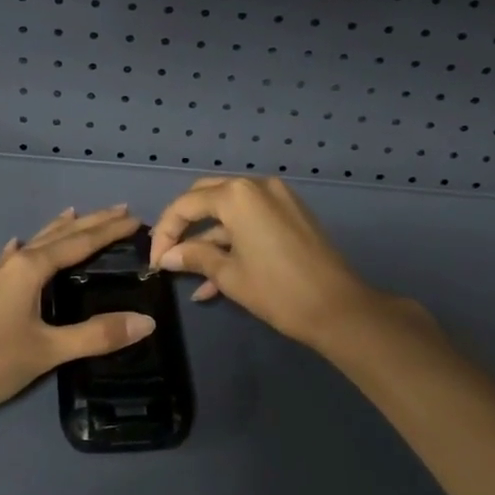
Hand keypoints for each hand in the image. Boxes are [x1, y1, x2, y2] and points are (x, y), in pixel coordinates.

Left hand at [0, 206, 156, 418]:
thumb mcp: (49, 350)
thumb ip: (97, 335)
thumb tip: (146, 321)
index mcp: (30, 269)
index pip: (79, 243)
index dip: (108, 230)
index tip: (134, 217)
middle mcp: (10, 265)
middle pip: (57, 237)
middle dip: (88, 223)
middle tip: (117, 210)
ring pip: (31, 246)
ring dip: (56, 231)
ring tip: (73, 215)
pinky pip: (7, 262)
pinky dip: (21, 252)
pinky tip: (14, 250)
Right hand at [148, 176, 382, 347]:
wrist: (339, 309)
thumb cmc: (278, 290)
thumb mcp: (229, 275)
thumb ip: (194, 257)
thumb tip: (167, 256)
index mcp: (237, 195)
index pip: (186, 204)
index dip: (165, 232)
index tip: (154, 261)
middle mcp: (256, 186)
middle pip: (206, 197)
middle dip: (184, 226)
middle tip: (168, 254)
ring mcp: (277, 197)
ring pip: (229, 211)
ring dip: (208, 240)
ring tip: (189, 276)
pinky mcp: (291, 213)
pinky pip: (251, 220)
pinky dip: (232, 241)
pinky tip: (215, 278)